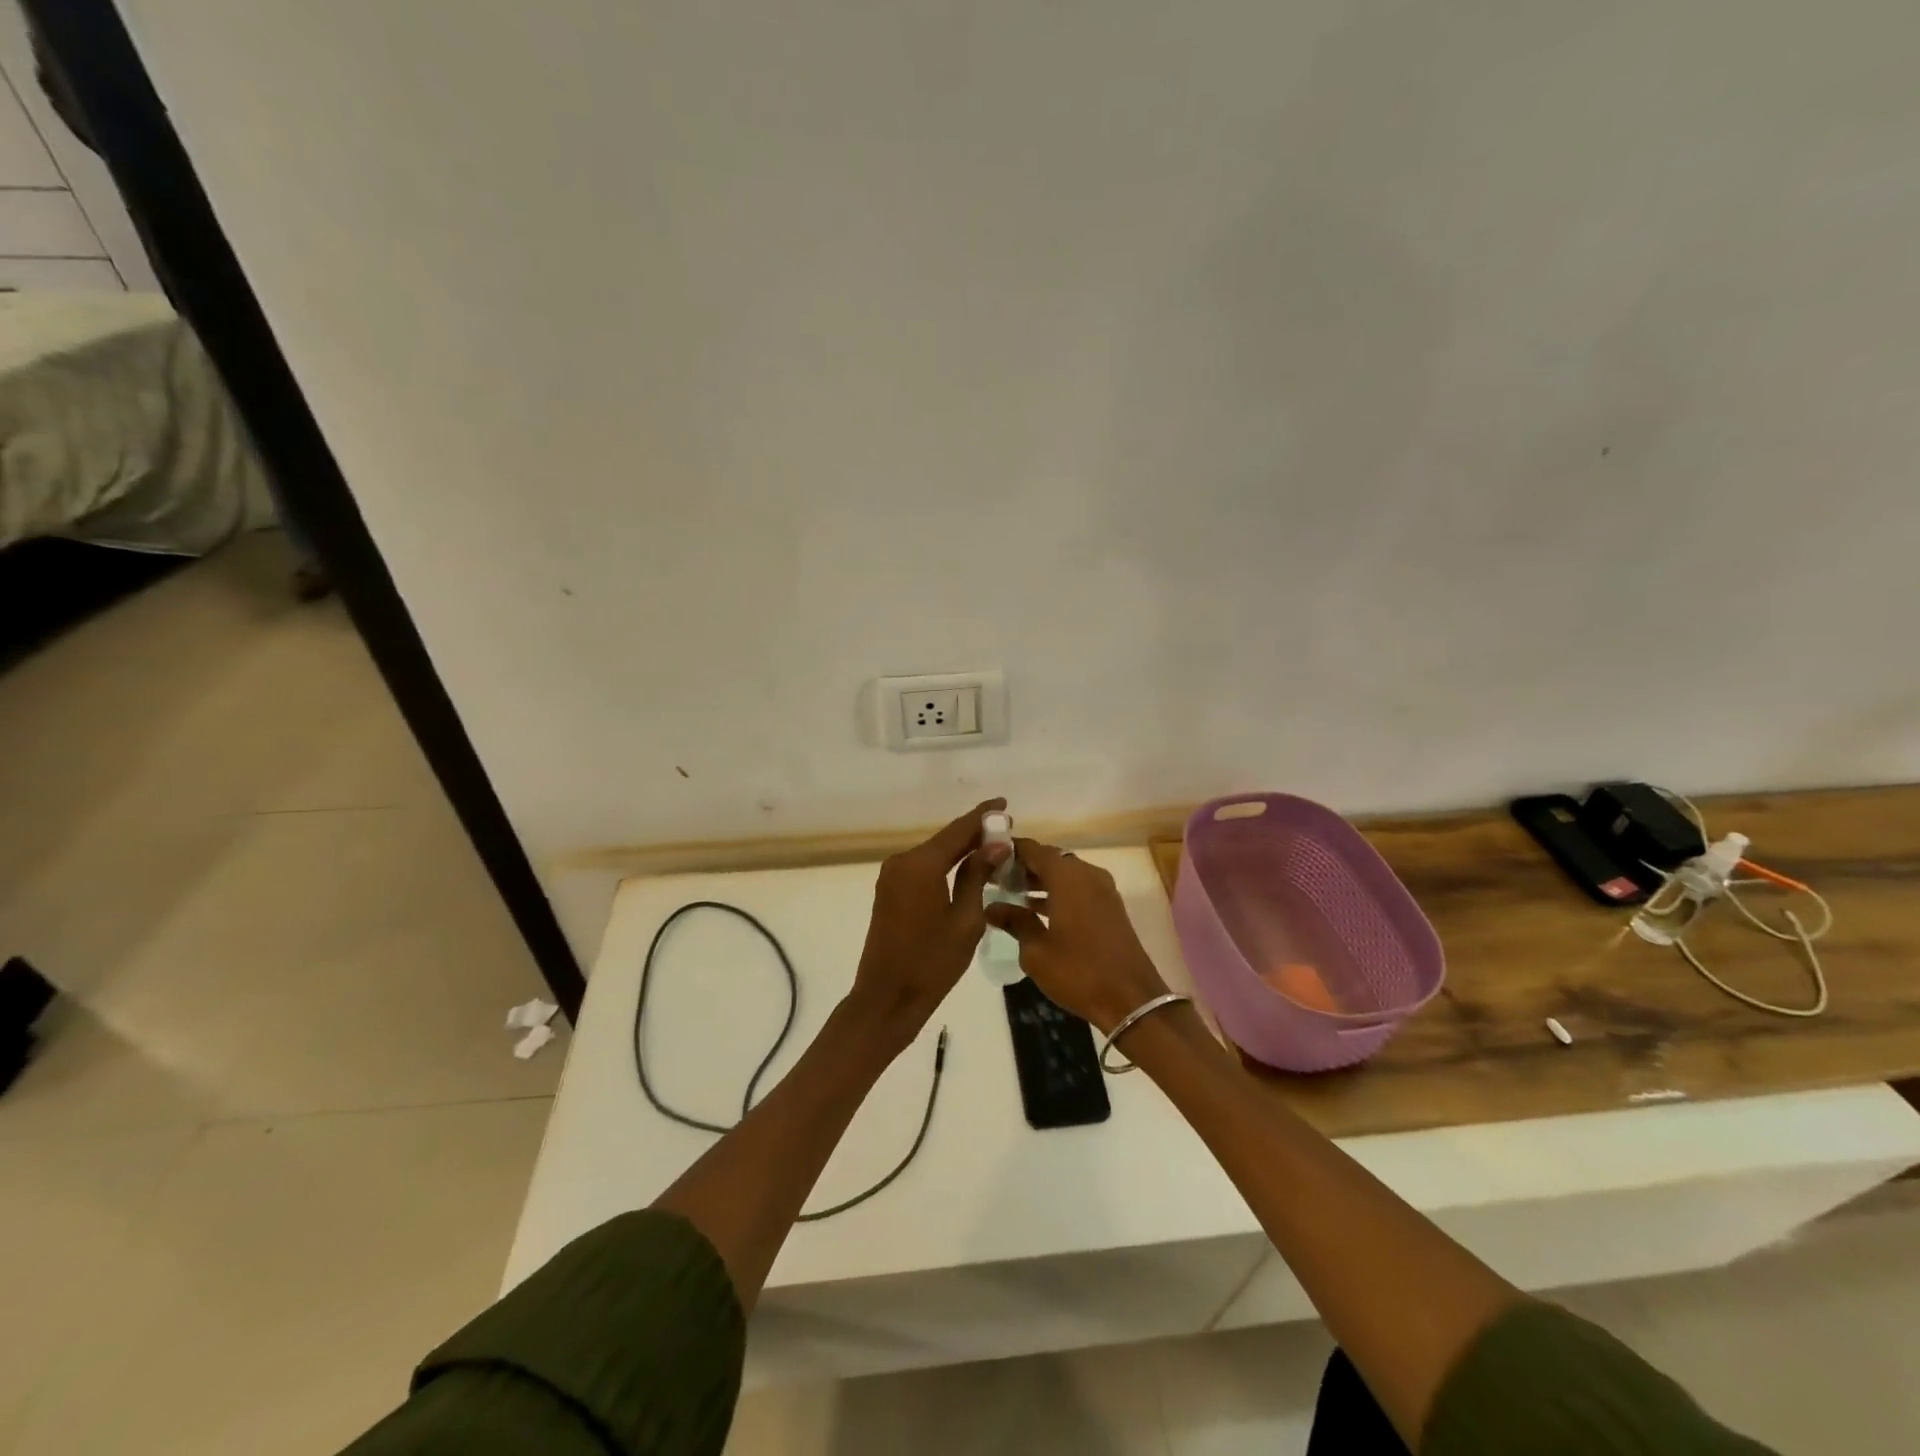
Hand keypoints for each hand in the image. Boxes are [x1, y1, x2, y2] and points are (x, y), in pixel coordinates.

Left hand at [848, 798, 1009, 1043]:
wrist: (886, 999)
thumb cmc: (932, 963)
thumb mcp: (965, 920)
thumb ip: (977, 877)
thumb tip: (995, 846)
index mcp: (920, 865)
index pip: (958, 830)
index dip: (983, 816)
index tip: (1004, 804)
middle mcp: (902, 862)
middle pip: (945, 840)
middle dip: (974, 834)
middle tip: (1006, 830)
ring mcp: (892, 876)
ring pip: (934, 854)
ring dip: (961, 850)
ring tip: (994, 848)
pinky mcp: (889, 891)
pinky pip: (923, 869)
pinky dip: (945, 865)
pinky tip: (967, 868)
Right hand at [984, 839, 1169, 1031]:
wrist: (1132, 1000)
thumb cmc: (1078, 972)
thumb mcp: (1036, 951)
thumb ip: (1014, 921)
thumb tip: (991, 907)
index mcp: (1067, 877)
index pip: (1033, 849)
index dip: (1009, 850)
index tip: (987, 858)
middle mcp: (1087, 874)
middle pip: (1050, 858)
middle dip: (1024, 865)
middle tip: (996, 878)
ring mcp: (1103, 890)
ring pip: (1065, 873)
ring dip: (1041, 880)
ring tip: (1012, 893)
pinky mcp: (1111, 907)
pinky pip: (1079, 887)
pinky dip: (1058, 891)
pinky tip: (1038, 909)